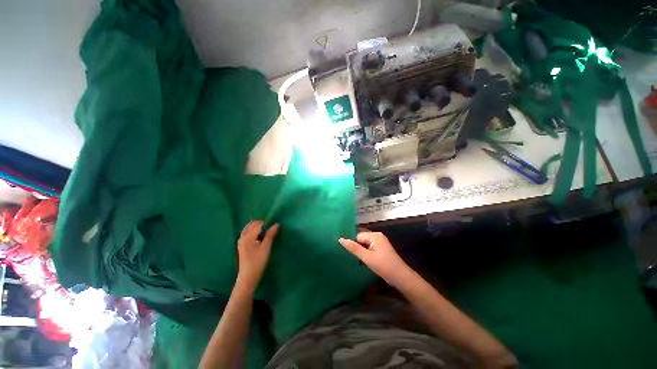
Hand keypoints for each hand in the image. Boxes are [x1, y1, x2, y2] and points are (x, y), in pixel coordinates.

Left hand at [236, 221, 278, 292]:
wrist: (248, 277)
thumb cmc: (258, 262)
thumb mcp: (266, 247)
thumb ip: (271, 234)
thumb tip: (277, 224)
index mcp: (248, 236)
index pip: (258, 224)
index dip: (267, 224)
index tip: (274, 228)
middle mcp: (242, 236)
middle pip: (253, 224)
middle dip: (262, 224)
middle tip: (270, 231)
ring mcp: (241, 240)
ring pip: (250, 227)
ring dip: (258, 228)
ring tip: (266, 234)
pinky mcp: (242, 244)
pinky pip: (248, 232)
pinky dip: (254, 232)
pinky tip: (260, 238)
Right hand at [339, 232, 409, 286]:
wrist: (401, 277)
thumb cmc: (383, 266)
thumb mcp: (367, 257)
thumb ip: (353, 248)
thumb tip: (340, 239)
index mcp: (374, 235)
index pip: (358, 236)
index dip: (353, 245)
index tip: (349, 254)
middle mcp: (377, 236)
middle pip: (361, 240)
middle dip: (357, 248)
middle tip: (353, 259)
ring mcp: (380, 243)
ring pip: (365, 245)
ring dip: (361, 252)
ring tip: (357, 261)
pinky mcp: (381, 249)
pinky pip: (370, 248)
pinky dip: (366, 254)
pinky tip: (364, 262)